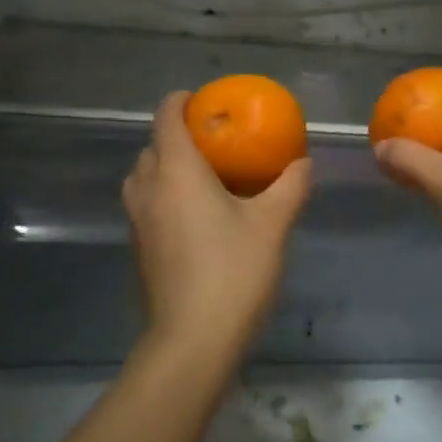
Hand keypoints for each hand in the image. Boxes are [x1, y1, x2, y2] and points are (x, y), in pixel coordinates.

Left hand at [123, 92, 313, 363]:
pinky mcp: (138, 249)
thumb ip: (290, 186)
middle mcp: (148, 189)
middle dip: (176, 136)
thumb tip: (303, 161)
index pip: (165, 118)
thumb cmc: (233, 272)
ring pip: (144, 178)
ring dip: (166, 167)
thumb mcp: (272, 224)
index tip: (201, 100)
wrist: (192, 341)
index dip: (179, 101)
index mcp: (176, 172)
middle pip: (152, 147)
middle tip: (214, 142)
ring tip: (204, 177)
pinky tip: (197, 216)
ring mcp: (137, 221)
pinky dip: (164, 196)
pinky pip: (147, 205)